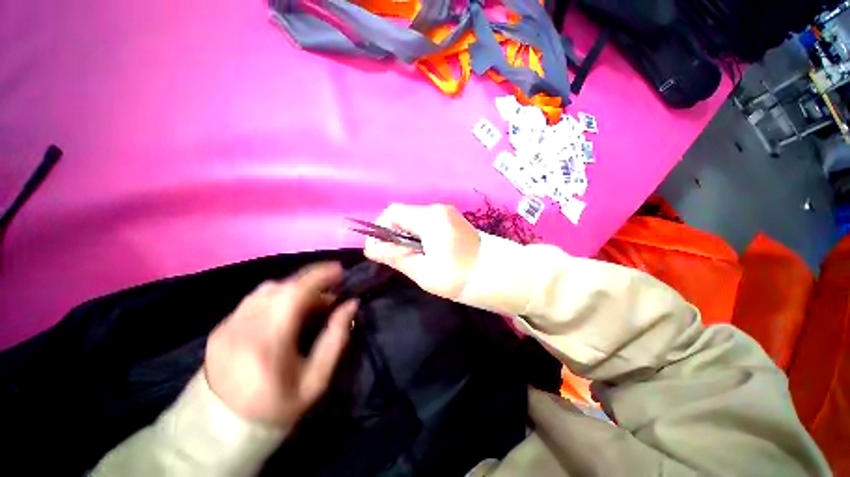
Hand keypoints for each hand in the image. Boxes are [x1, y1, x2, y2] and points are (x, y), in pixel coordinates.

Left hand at [205, 262, 356, 427]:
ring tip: (309, 303)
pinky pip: (254, 300)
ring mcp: (226, 326)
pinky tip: (286, 313)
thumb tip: (351, 304)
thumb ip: (336, 337)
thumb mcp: (316, 380)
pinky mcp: (220, 327)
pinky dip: (277, 298)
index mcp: (267, 344)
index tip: (339, 270)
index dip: (318, 276)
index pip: (293, 294)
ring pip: (266, 290)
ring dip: (293, 289)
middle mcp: (242, 328)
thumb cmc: (277, 407)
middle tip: (328, 294)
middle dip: (309, 282)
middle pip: (280, 287)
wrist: (222, 429)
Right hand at [364, 203, 479, 299]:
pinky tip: (426, 252)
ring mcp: (448, 214)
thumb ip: (395, 256)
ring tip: (411, 257)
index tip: (380, 250)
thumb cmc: (459, 277)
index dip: (381, 229)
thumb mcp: (423, 271)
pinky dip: (419, 235)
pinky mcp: (454, 222)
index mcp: (430, 217)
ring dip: (406, 236)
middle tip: (395, 257)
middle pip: (404, 214)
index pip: (393, 212)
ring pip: (415, 220)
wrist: (499, 276)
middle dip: (393, 234)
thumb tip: (370, 247)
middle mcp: (438, 209)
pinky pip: (428, 224)